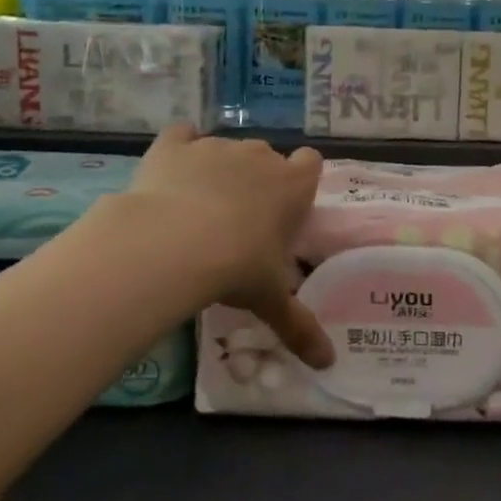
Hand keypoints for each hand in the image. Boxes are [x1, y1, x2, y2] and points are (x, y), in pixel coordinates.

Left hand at [128, 126, 332, 366]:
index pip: (311, 163)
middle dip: (258, 180)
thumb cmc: (236, 267)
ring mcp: (214, 146)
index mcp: (292, 185)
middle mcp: (258, 156)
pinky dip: (179, 150)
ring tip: (200, 209)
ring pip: (225, 149)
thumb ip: (301, 327)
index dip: (301, 180)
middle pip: (266, 156)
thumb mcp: (271, 300)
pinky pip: (182, 136)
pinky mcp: (173, 145)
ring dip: (219, 170)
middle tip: (242, 221)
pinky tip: (171, 174)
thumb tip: (329, 363)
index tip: (287, 207)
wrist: (171, 242)